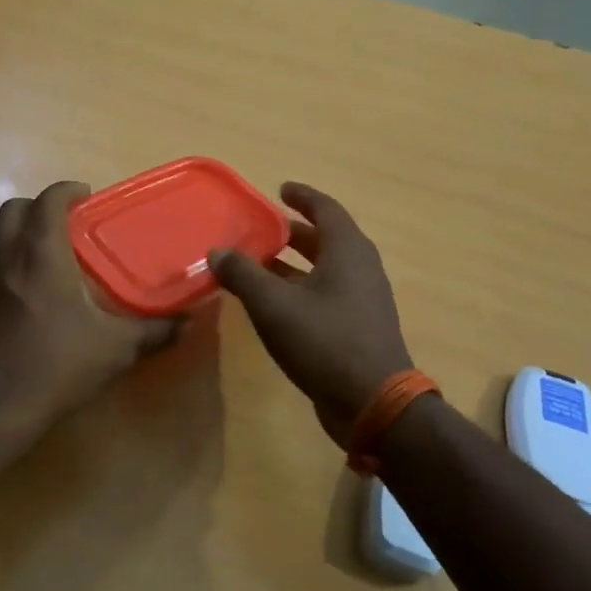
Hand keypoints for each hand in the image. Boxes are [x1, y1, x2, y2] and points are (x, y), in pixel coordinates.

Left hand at [0, 181, 180, 427]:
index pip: (48, 199)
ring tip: (59, 257)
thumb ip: (154, 331)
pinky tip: (40, 294)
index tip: (88, 197)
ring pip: (0, 236)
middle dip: (41, 206)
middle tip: (71, 224)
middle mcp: (7, 257)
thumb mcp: (115, 349)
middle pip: (15, 208)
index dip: (68, 190)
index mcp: (40, 254)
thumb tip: (188, 323)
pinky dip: (15, 260)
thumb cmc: (55, 366)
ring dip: (25, 233)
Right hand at [210, 183, 412, 444]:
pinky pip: (329, 293)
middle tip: (265, 228)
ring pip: (328, 268)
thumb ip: (243, 274)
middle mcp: (361, 268)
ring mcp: (365, 299)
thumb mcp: (273, 305)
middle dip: (296, 231)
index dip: (302, 196)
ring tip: (262, 264)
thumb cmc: (324, 341)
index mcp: (347, 251)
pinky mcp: (360, 326)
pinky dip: (303, 287)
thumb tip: (217, 251)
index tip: (280, 189)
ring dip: (297, 263)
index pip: (326, 209)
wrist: (373, 401)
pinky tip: (278, 304)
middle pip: (327, 238)